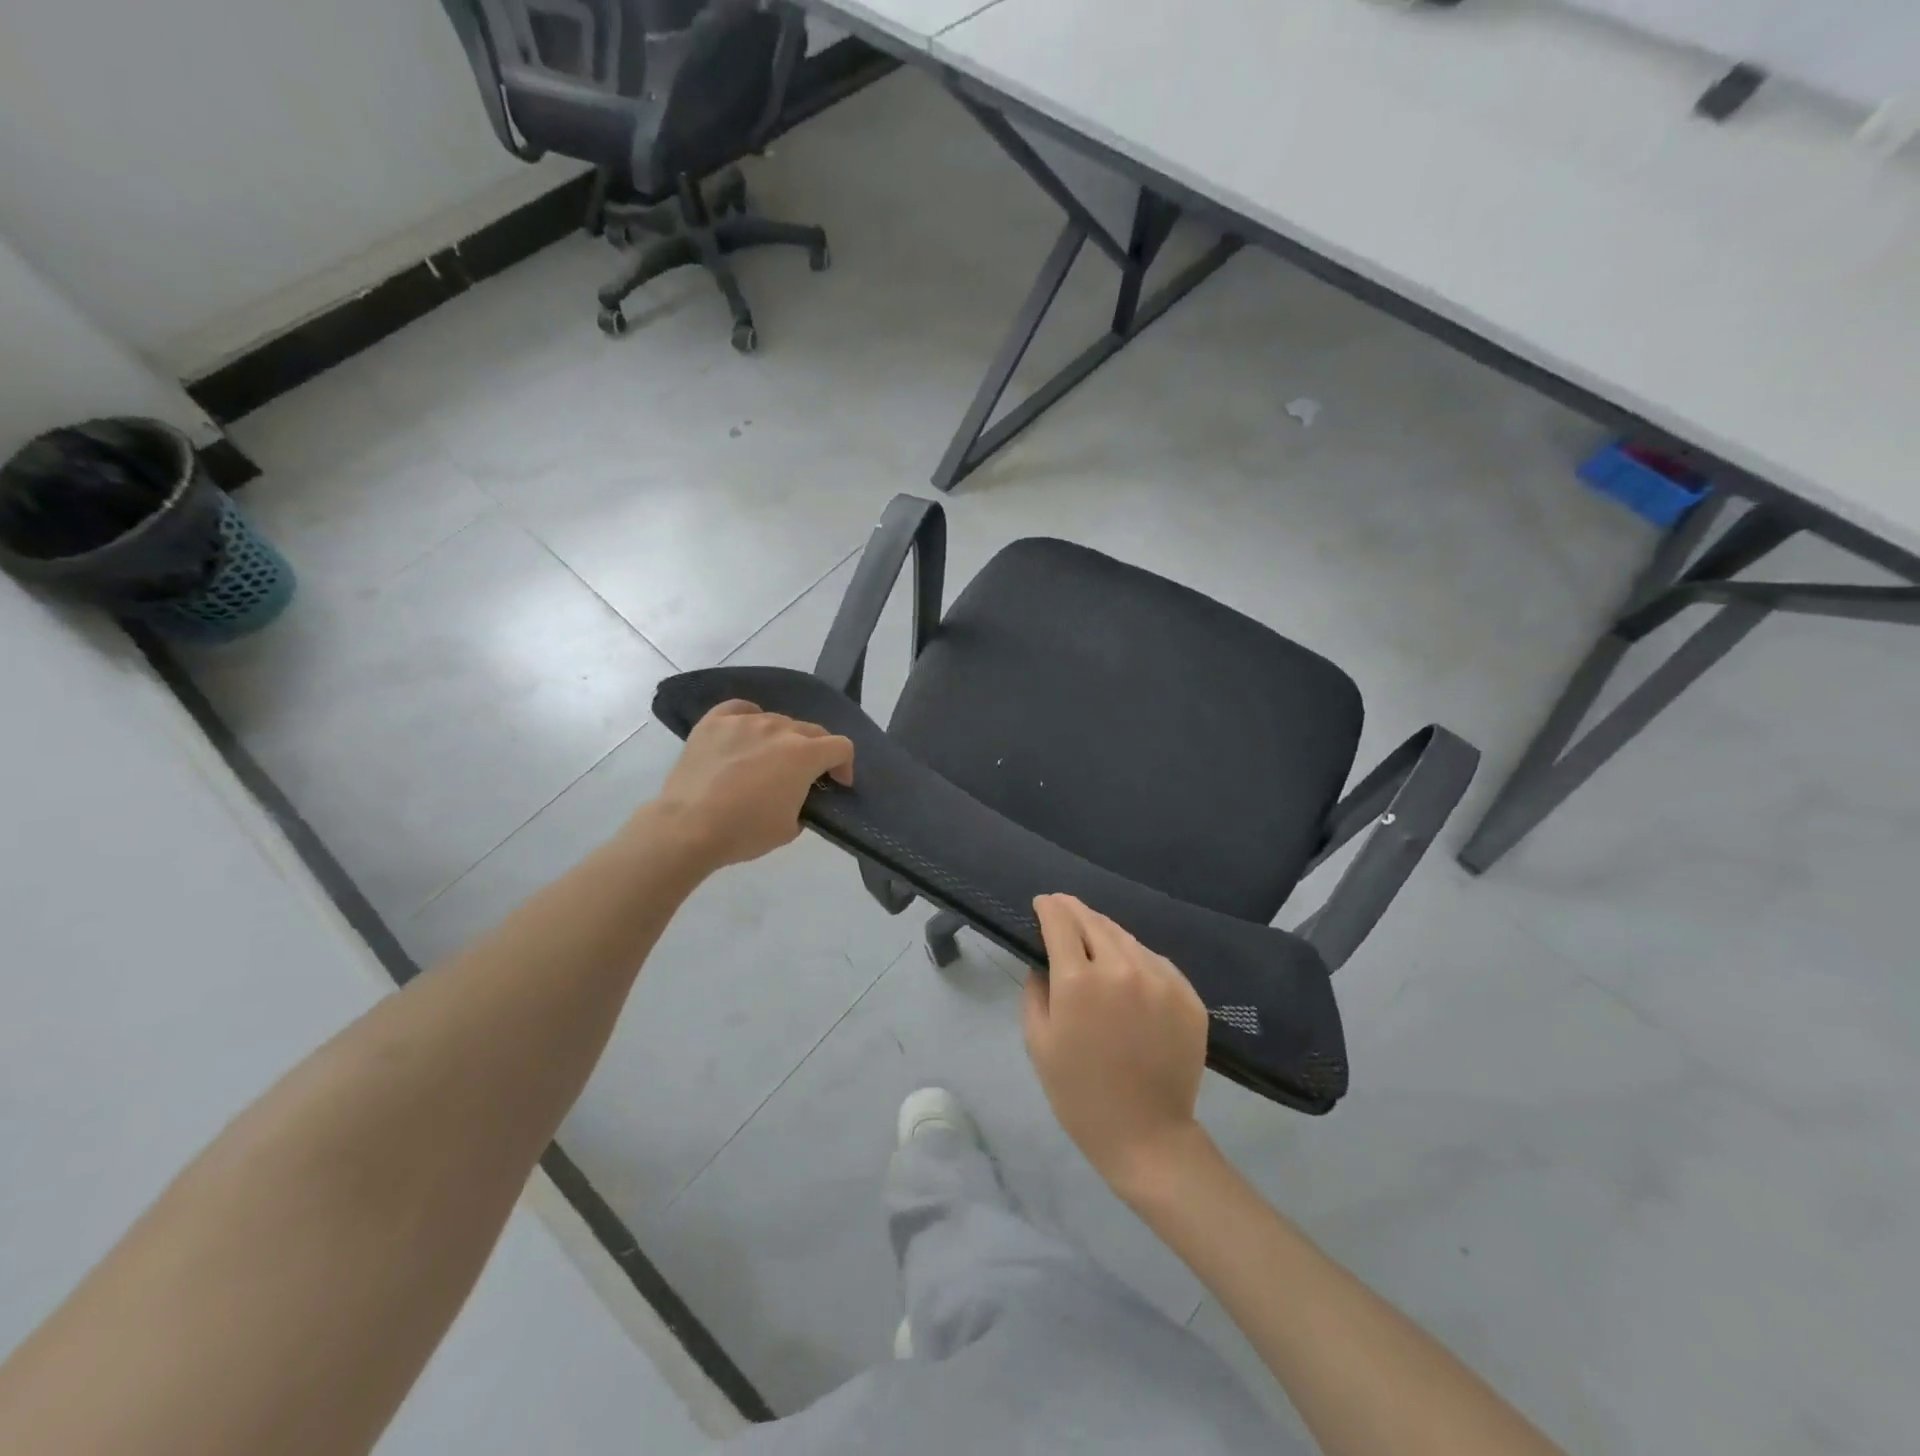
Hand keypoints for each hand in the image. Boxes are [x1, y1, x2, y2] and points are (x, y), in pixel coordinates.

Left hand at [651, 701, 853, 871]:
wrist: (687, 828)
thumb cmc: (744, 832)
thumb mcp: (790, 828)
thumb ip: (805, 803)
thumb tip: (798, 793)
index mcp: (804, 754)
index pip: (841, 746)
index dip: (844, 765)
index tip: (837, 783)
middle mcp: (779, 729)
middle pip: (811, 730)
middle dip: (816, 751)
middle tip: (804, 775)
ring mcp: (745, 721)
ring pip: (776, 721)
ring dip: (782, 739)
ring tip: (768, 760)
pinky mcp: (714, 722)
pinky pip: (741, 709)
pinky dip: (749, 718)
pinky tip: (745, 733)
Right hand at [1024, 894, 1210, 1191]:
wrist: (1147, 1136)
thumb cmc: (1080, 1094)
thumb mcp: (1038, 1042)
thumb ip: (1035, 991)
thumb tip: (1043, 961)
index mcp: (1079, 981)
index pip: (1060, 921)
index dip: (1048, 906)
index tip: (1042, 903)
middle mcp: (1122, 968)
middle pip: (1094, 921)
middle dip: (1074, 911)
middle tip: (1062, 910)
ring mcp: (1161, 980)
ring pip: (1126, 938)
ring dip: (1105, 932)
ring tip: (1093, 937)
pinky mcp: (1188, 995)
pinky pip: (1155, 961)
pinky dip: (1135, 957)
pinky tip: (1127, 970)